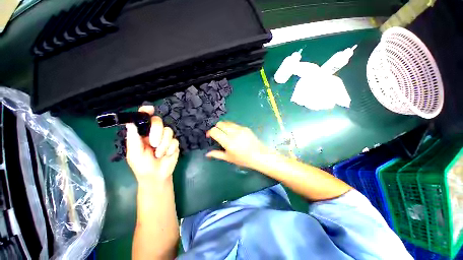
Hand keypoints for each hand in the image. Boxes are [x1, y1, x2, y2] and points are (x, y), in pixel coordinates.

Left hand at [126, 106, 179, 182]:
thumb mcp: (134, 154)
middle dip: (157, 132)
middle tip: (153, 143)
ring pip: (169, 131)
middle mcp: (155, 133)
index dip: (146, 112)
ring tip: (159, 154)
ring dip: (163, 144)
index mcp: (143, 134)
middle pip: (159, 122)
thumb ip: (133, 139)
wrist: (156, 176)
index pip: (144, 119)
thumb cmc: (142, 166)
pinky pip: (175, 141)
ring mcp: (166, 138)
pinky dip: (170, 149)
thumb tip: (130, 123)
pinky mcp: (174, 144)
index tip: (149, 109)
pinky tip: (166, 155)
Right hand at [206, 121, 270, 168]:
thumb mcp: (229, 158)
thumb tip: (207, 154)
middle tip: (217, 134)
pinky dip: (230, 127)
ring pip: (227, 122)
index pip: (215, 131)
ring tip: (225, 133)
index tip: (209, 136)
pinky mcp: (245, 127)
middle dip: (216, 128)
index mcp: (228, 142)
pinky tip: (233, 134)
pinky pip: (234, 124)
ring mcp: (240, 129)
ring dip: (223, 126)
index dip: (210, 132)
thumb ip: (217, 154)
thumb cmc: (243, 159)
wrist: (259, 155)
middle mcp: (234, 133)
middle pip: (220, 124)